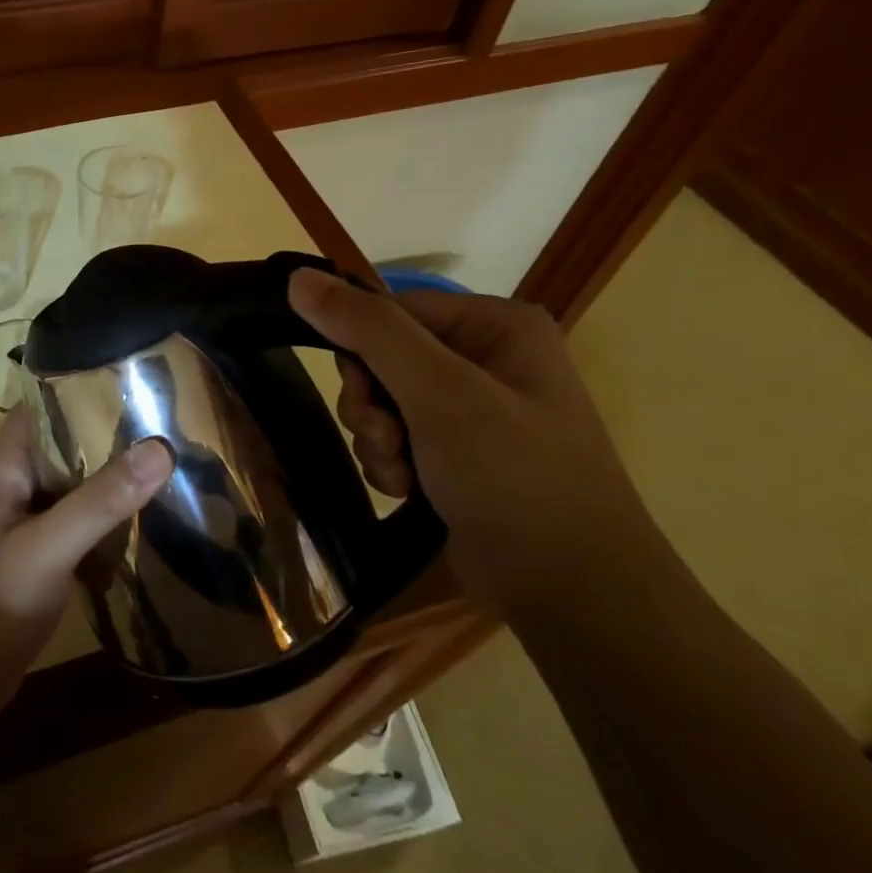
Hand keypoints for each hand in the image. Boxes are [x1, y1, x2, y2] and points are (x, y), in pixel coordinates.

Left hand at [0, 406, 172, 714]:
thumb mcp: (47, 546)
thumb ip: (100, 501)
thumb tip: (161, 449)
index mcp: (8, 468)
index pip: (40, 406)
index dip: (78, 384)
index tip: (131, 374)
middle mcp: (21, 486)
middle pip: (67, 443)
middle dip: (110, 429)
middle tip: (169, 414)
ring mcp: (34, 522)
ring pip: (81, 482)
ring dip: (116, 472)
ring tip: (173, 454)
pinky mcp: (49, 554)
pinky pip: (87, 519)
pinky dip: (115, 513)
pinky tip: (154, 513)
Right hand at [287, 270, 671, 619]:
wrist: (572, 594)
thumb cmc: (514, 478)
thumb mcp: (439, 394)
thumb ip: (369, 331)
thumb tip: (299, 279)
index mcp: (495, 326)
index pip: (392, 312)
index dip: (363, 352)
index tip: (363, 396)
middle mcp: (485, 359)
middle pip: (383, 359)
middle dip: (372, 407)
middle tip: (389, 441)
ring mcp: (473, 411)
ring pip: (383, 404)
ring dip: (378, 441)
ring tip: (403, 476)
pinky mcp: (459, 456)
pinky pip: (397, 440)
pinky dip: (391, 465)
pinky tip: (408, 491)